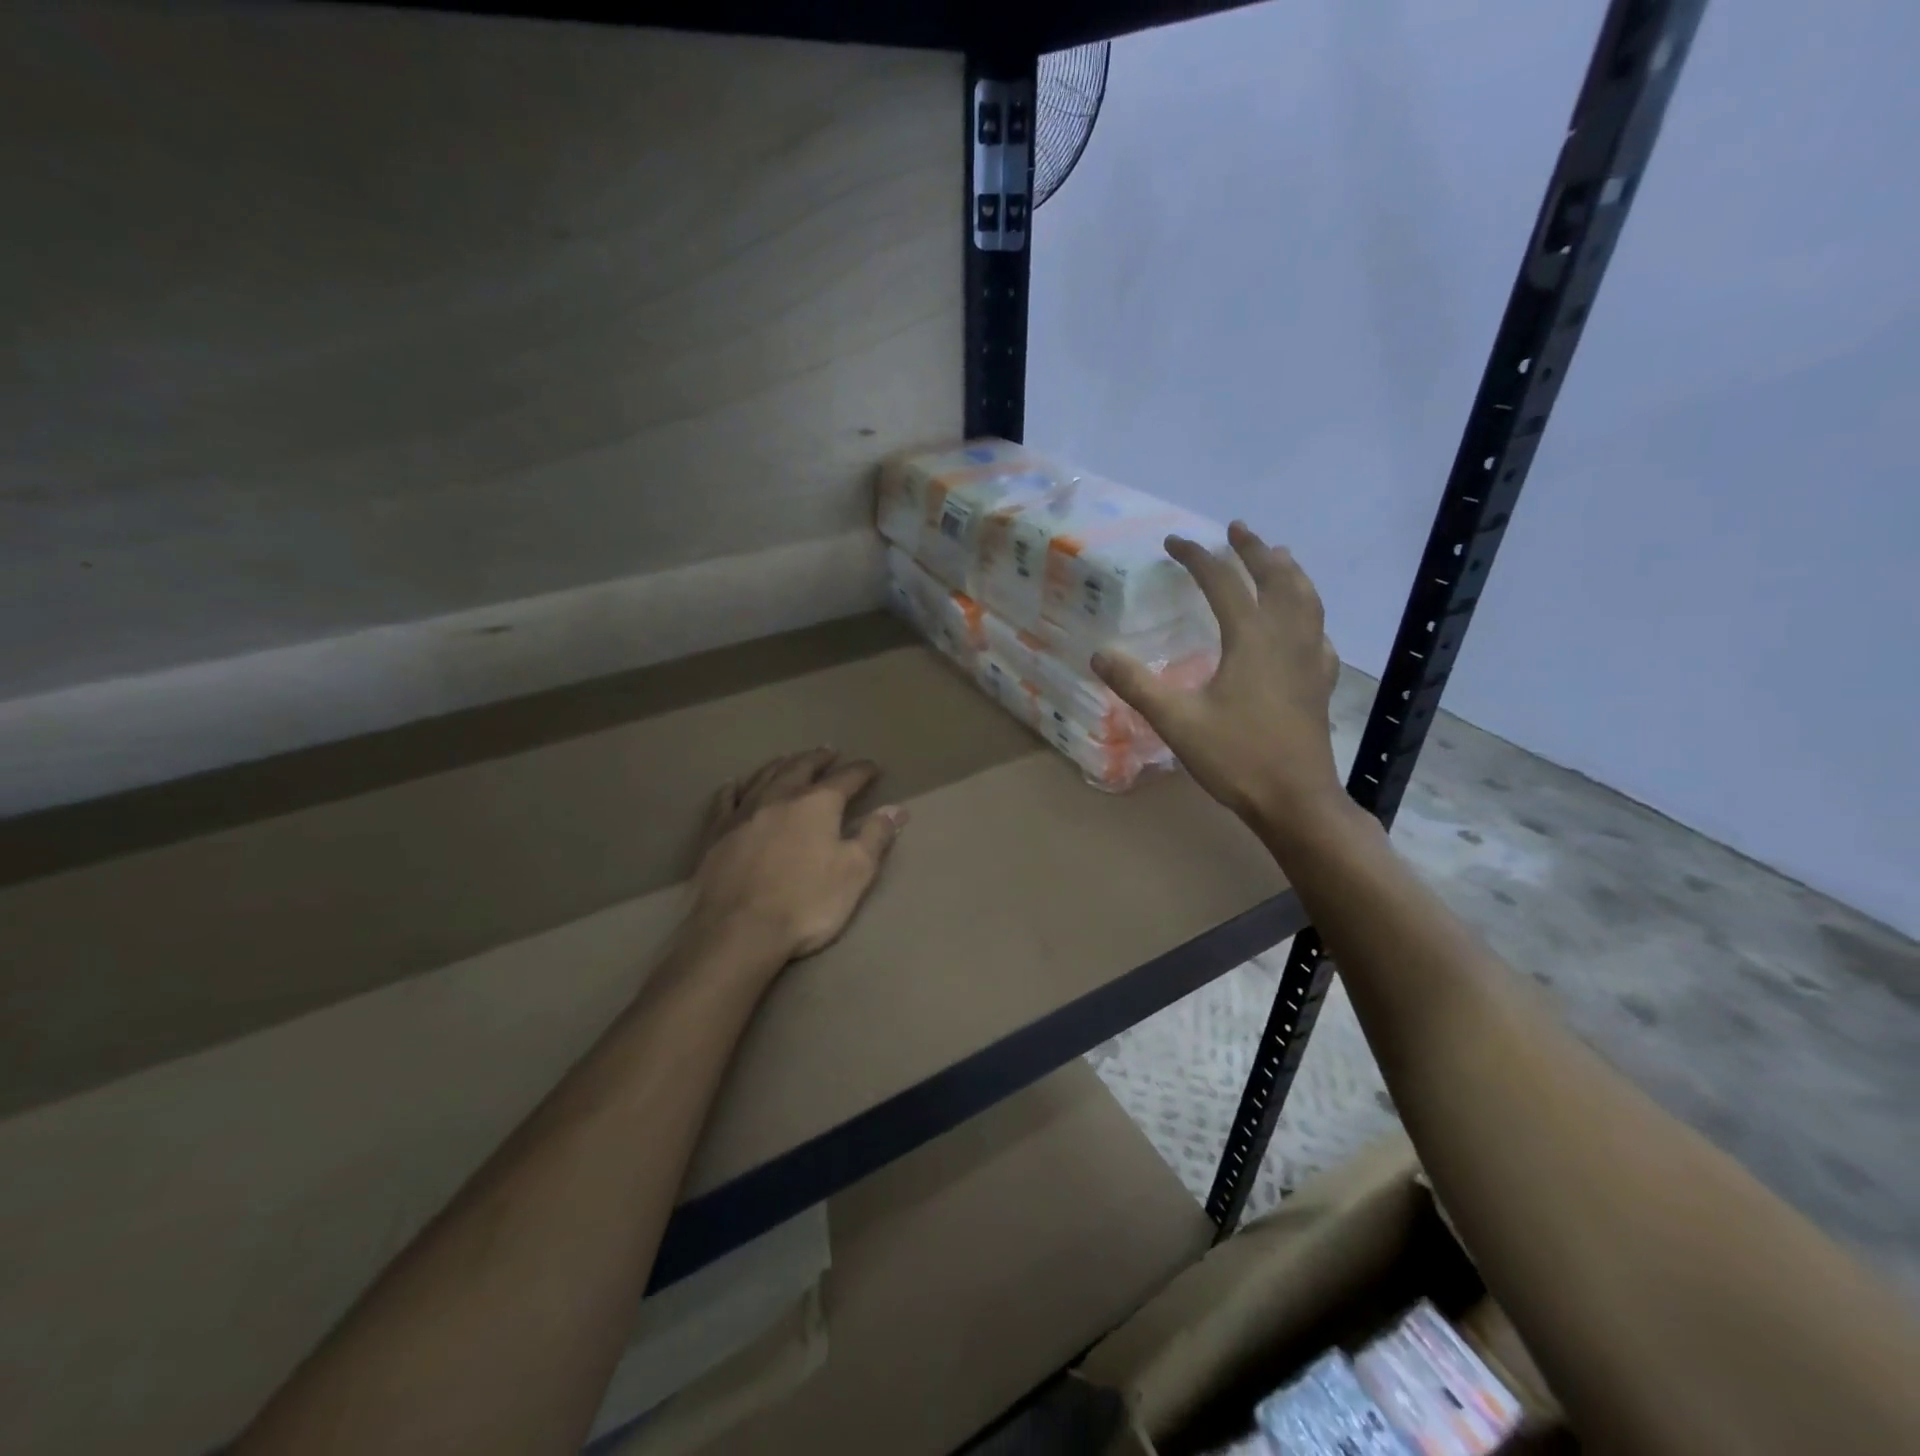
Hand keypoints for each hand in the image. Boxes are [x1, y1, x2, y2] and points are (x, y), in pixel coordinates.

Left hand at [691, 748, 907, 962]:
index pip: (846, 778)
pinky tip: (733, 783)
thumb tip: (896, 809)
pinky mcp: (717, 833)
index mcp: (818, 804)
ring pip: (764, 776)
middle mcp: (780, 797)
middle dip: (819, 758)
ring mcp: (744, 812)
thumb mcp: (855, 872)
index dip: (862, 771)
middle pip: (802, 768)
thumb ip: (875, 837)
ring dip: (781, 764)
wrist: (739, 931)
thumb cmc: (806, 903)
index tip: (873, 767)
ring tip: (790, 757)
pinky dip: (733, 788)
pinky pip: (726, 800)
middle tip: (829, 751)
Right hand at [1093, 522, 1343, 833]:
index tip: (1174, 541)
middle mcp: (1286, 637)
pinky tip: (1303, 624)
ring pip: (1306, 598)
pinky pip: (1319, 632)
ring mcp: (1310, 659)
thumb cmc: (1236, 758)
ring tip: (1278, 555)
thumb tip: (1099, 655)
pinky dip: (1308, 613)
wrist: (1295, 800)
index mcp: (1251, 639)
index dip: (1197, 557)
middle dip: (1254, 549)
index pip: (1223, 581)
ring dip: (1289, 571)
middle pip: (1276, 577)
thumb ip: (1136, 685)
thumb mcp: (1176, 721)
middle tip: (1237, 529)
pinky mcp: (1320, 682)